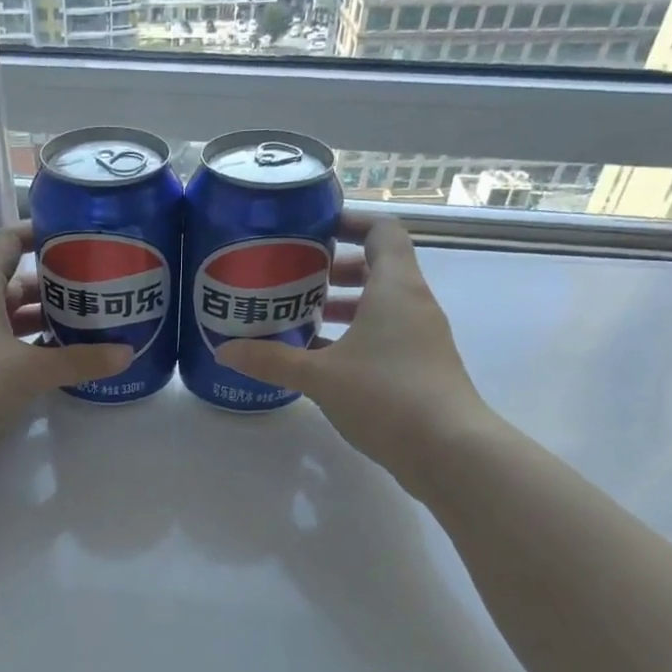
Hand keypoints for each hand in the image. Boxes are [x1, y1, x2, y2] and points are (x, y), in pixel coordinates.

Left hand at [0, 224, 128, 518]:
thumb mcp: (29, 369)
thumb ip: (78, 361)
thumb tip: (126, 353)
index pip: (9, 243)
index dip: (38, 232)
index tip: (75, 231)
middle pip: (19, 285)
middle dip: (56, 285)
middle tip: (99, 287)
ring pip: (16, 321)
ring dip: (48, 322)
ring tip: (91, 324)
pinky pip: (12, 351)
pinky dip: (37, 352)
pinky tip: (64, 362)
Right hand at [217, 213, 493, 491]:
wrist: (448, 450)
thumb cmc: (385, 395)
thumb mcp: (319, 376)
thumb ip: (271, 360)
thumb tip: (223, 351)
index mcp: (395, 288)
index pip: (382, 231)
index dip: (350, 222)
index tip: (314, 229)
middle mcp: (413, 304)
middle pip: (379, 268)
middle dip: (337, 270)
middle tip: (296, 279)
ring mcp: (421, 338)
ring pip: (381, 306)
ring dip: (344, 306)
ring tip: (302, 319)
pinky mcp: (420, 368)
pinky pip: (385, 336)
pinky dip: (355, 337)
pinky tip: (321, 361)